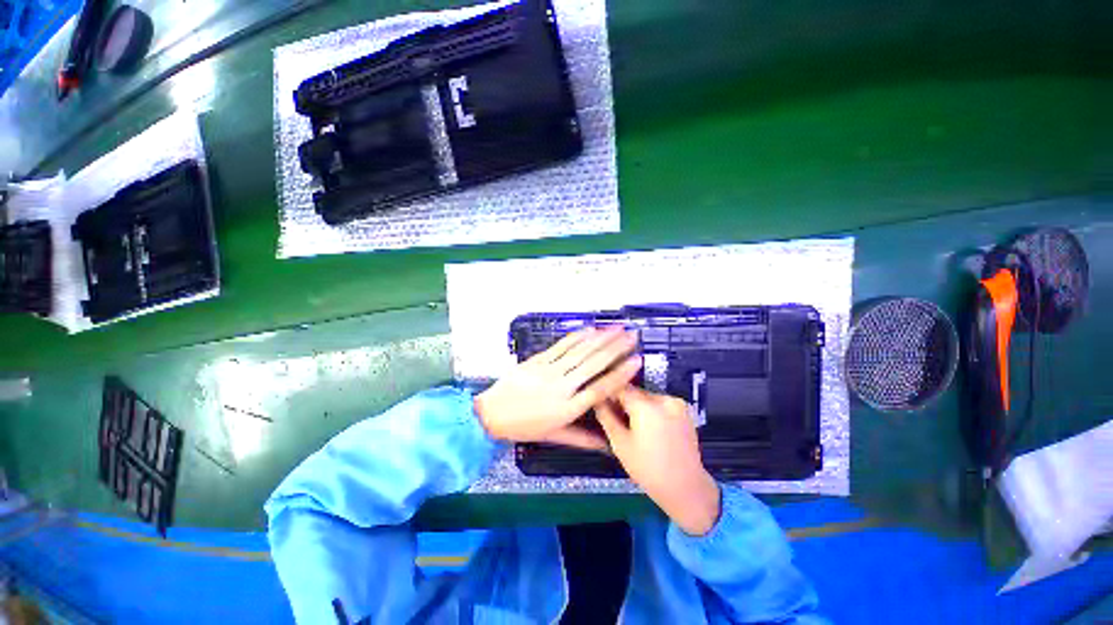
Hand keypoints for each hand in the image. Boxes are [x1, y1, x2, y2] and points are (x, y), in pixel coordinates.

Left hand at [475, 327, 641, 450]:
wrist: (491, 414)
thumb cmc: (524, 427)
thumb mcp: (553, 436)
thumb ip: (581, 439)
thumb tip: (607, 445)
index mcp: (568, 409)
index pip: (600, 389)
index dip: (620, 375)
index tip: (636, 361)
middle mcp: (562, 388)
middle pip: (593, 365)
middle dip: (615, 348)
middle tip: (632, 335)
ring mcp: (549, 371)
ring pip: (579, 352)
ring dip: (600, 338)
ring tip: (617, 328)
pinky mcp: (537, 361)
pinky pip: (560, 347)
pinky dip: (576, 337)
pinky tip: (590, 329)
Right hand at [596, 387, 720, 535]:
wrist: (686, 487)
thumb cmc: (647, 468)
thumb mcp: (619, 443)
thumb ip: (606, 416)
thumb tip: (598, 400)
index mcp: (646, 406)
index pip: (620, 387)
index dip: (608, 394)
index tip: (601, 404)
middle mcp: (663, 398)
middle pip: (635, 391)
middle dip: (624, 401)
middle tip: (615, 418)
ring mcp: (677, 403)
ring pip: (647, 396)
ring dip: (638, 405)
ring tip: (633, 426)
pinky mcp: (684, 410)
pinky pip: (660, 403)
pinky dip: (651, 409)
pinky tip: (648, 428)